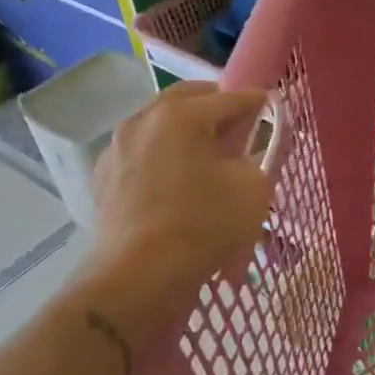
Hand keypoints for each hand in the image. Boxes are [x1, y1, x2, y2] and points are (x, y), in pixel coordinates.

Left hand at [83, 81, 272, 349]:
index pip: (230, 98)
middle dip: (215, 105)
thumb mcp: (252, 189)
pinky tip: (174, 176)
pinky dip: (162, 153)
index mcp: (183, 114)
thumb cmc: (203, 225)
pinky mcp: (104, 176)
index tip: (271, 106)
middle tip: (236, 124)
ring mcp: (118, 146)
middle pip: (187, 98)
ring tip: (204, 151)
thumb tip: (247, 152)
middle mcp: (144, 119)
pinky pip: (142, 151)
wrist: (138, 276)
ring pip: (159, 123)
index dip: (256, 102)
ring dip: (184, 128)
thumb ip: (257, 158)